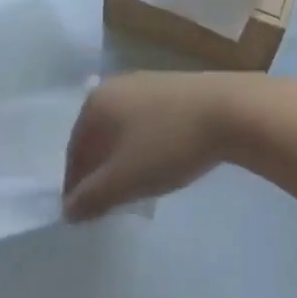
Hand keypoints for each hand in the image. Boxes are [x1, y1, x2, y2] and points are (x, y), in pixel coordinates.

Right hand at [63, 72, 256, 220]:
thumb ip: (92, 197)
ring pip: (123, 129)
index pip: (74, 149)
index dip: (76, 184)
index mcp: (96, 102)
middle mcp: (116, 86)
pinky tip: (161, 162)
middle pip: (98, 136)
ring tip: (136, 187)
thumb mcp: (124, 179)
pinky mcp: (173, 89)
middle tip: (108, 203)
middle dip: (99, 170)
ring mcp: (146, 83)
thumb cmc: (168, 143)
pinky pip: (147, 122)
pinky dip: (145, 145)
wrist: (229, 110)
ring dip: (123, 159)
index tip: (84, 213)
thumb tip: (68, 209)